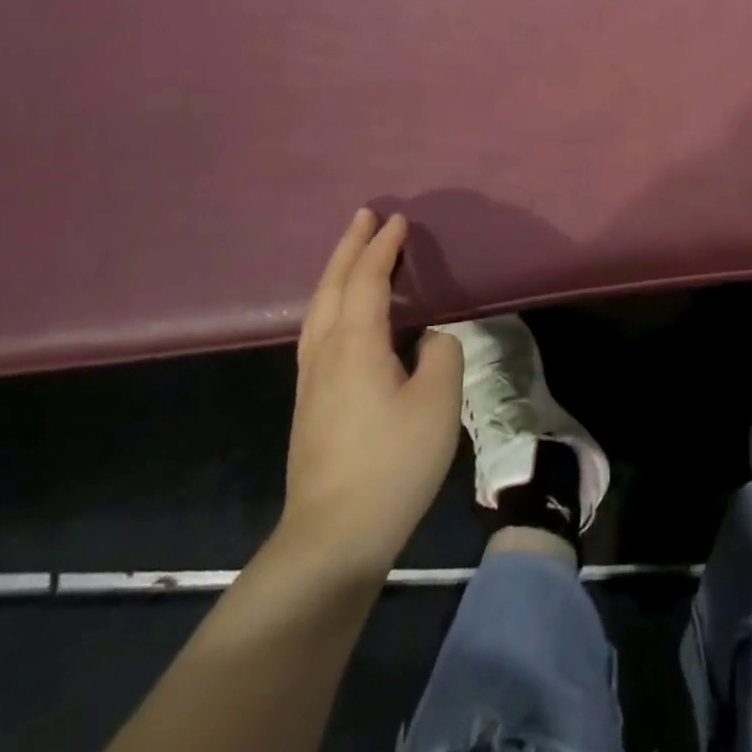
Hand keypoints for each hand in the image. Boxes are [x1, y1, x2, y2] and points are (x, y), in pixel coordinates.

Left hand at [275, 209, 462, 589]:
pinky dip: (331, 303)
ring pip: (318, 310)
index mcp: (355, 345)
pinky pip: (318, 331)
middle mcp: (325, 353)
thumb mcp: (437, 402)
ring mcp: (311, 380)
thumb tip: (427, 338)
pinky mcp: (310, 403)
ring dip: (335, 273)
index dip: (382, 248)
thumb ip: (440, 354)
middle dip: (349, 248)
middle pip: (332, 287)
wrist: (334, 534)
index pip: (366, 281)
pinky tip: (340, 315)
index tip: (397, 219)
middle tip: (364, 216)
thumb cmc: (393, 462)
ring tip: (352, 254)